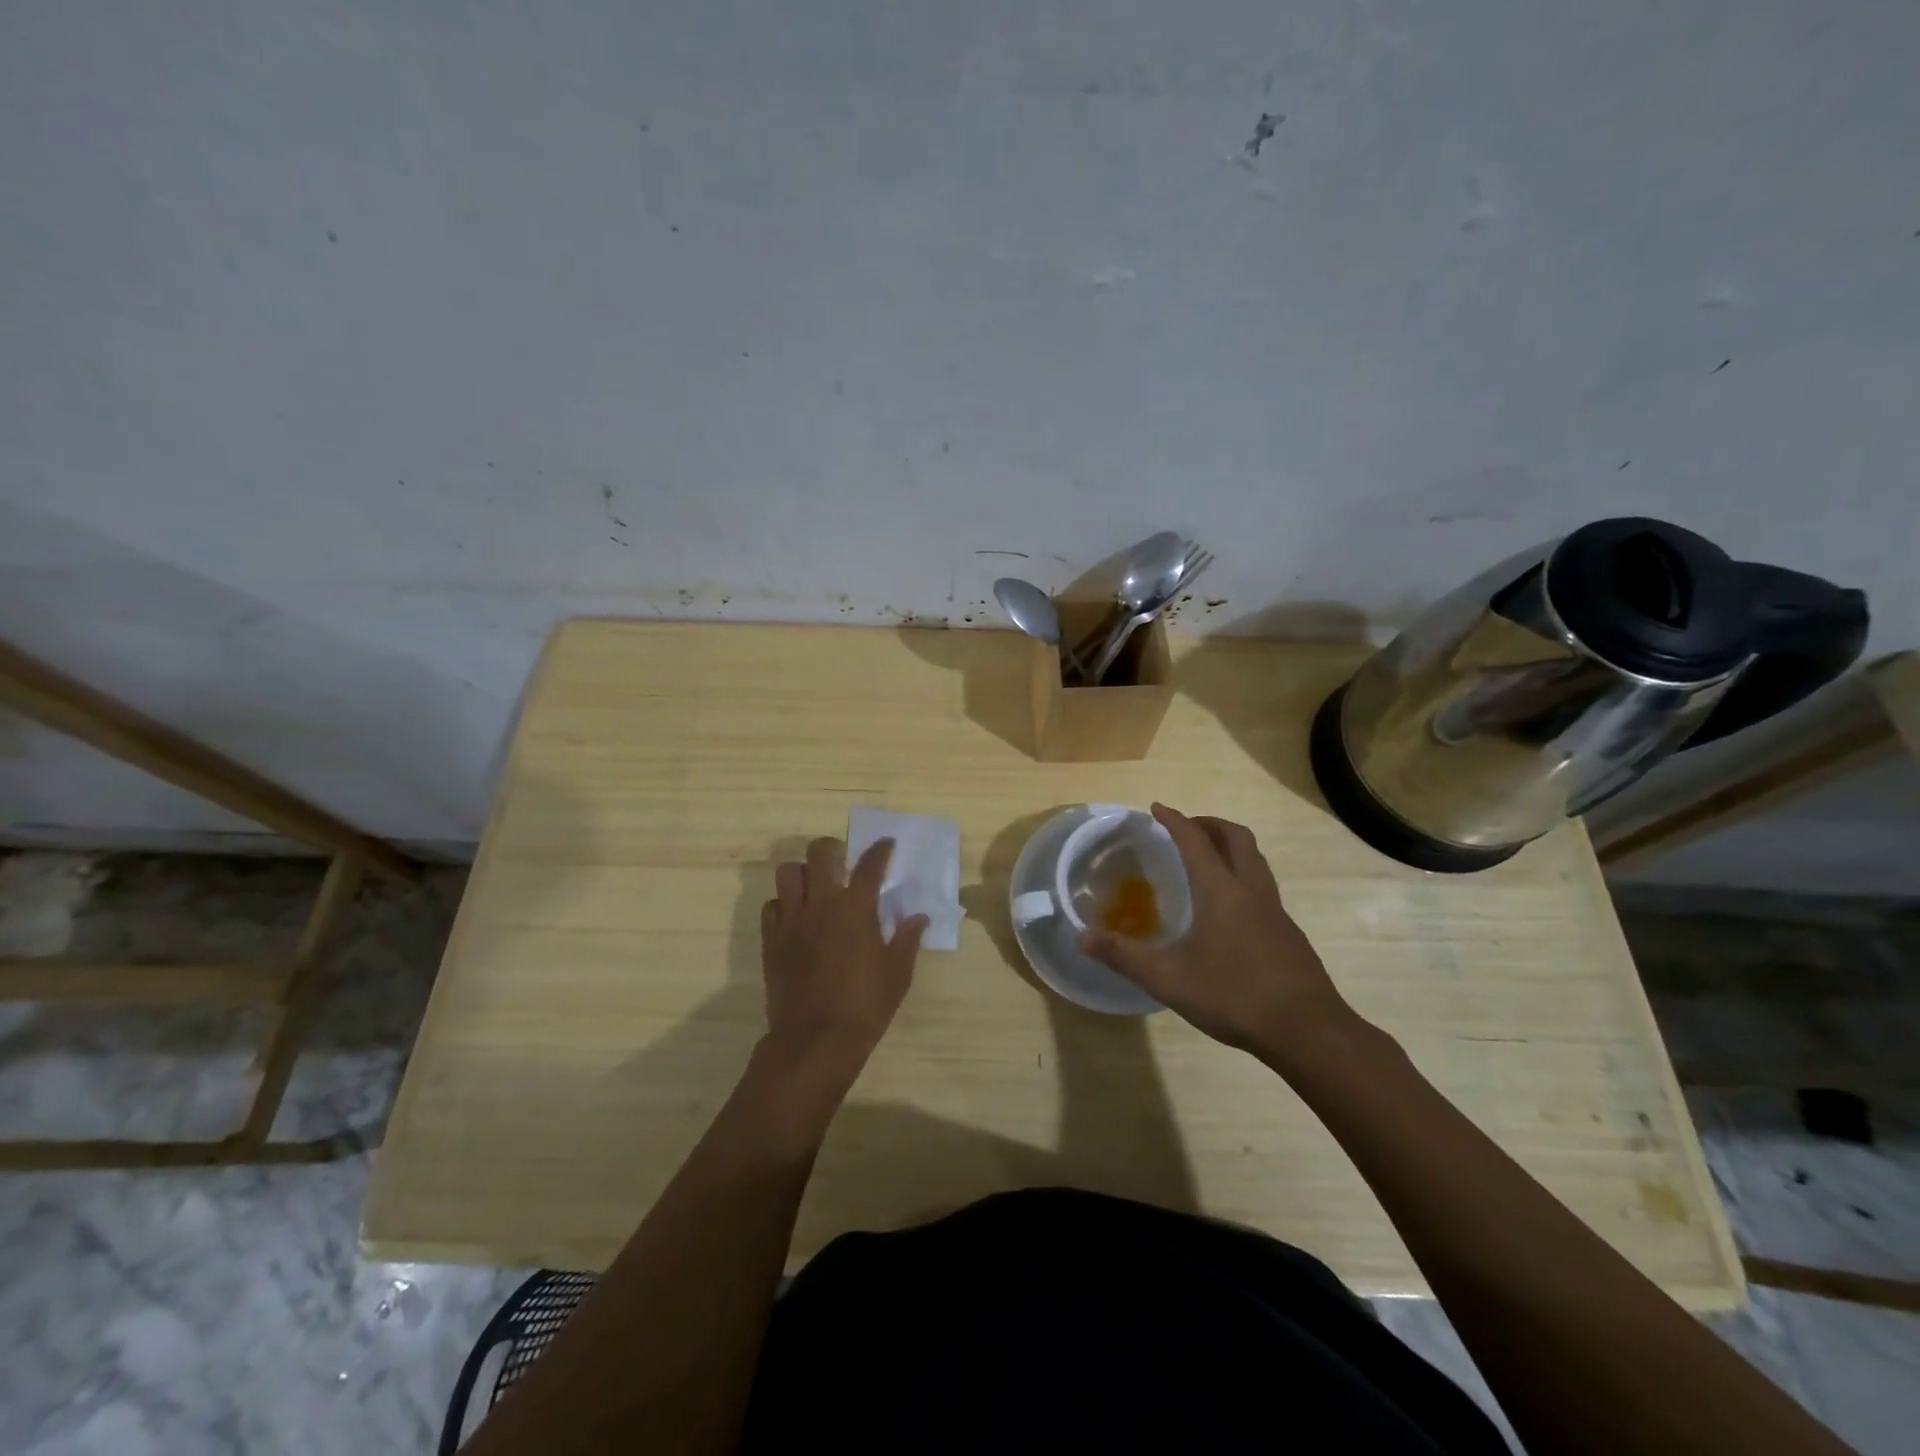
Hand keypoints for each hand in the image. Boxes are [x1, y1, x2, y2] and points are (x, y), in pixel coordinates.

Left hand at [761, 837, 926, 1082]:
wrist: (814, 1040)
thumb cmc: (864, 1006)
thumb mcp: (897, 975)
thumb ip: (907, 940)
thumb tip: (918, 917)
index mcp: (856, 908)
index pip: (870, 865)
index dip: (880, 850)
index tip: (885, 844)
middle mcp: (821, 903)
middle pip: (819, 853)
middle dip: (832, 849)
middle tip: (842, 862)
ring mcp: (792, 920)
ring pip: (787, 872)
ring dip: (802, 873)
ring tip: (814, 887)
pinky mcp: (771, 939)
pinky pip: (771, 905)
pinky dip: (782, 904)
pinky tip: (795, 918)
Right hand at [1079, 804, 1353, 1058]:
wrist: (1309, 1031)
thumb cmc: (1235, 996)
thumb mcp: (1168, 979)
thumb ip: (1123, 956)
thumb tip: (1082, 937)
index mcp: (1221, 891)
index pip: (1195, 841)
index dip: (1174, 820)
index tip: (1157, 808)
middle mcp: (1251, 890)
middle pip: (1236, 837)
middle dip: (1209, 824)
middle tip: (1185, 828)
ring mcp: (1275, 911)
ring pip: (1255, 860)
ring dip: (1230, 847)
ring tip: (1207, 860)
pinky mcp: (1288, 933)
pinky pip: (1263, 886)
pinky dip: (1242, 877)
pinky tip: (1228, 910)